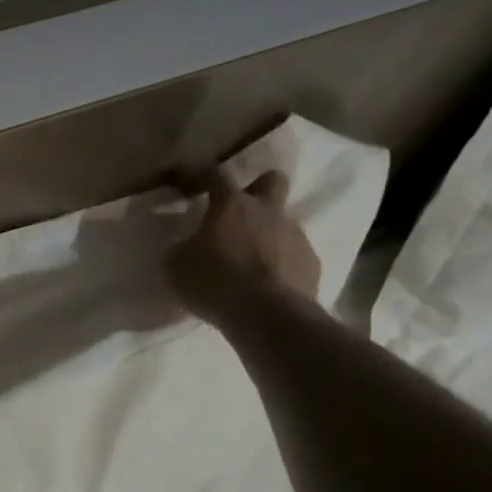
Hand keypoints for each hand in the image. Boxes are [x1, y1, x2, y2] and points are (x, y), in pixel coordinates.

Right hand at [167, 169, 320, 324]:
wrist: (268, 316)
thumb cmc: (215, 282)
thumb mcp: (178, 265)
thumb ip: (184, 247)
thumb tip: (187, 245)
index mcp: (232, 205)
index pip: (215, 174)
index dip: (201, 174)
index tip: (190, 183)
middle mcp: (268, 212)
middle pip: (273, 181)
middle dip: (259, 187)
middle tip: (242, 209)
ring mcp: (296, 236)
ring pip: (284, 222)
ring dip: (268, 233)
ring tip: (252, 260)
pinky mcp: (313, 264)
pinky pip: (295, 254)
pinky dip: (282, 263)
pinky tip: (269, 283)